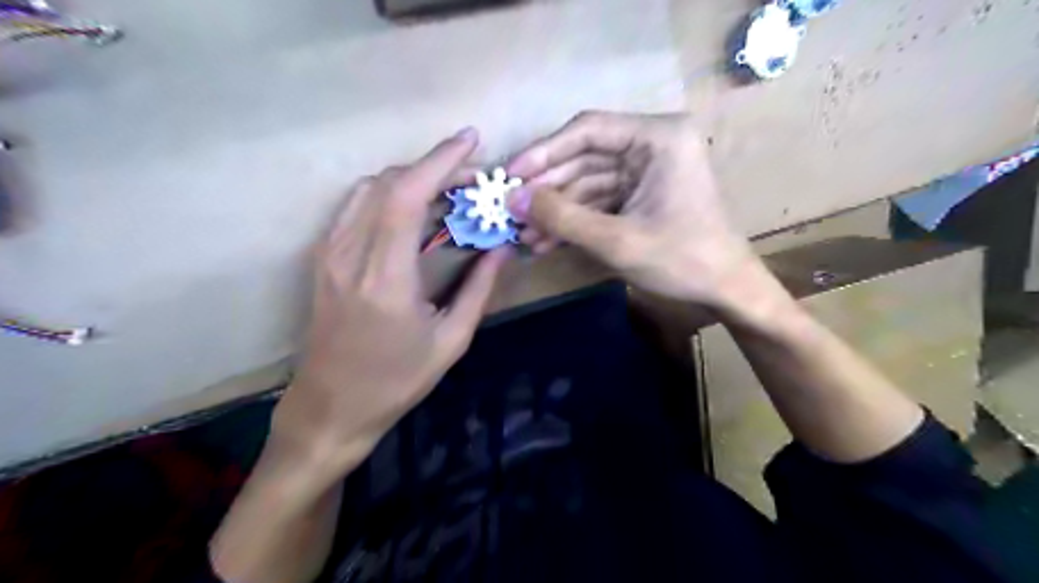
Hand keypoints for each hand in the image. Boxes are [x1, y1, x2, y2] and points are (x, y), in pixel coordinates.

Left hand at [270, 129, 509, 474]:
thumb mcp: (451, 340)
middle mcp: (350, 255)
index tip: (471, 141)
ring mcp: (329, 254)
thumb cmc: (396, 381)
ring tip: (447, 193)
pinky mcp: (322, 259)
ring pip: (369, 189)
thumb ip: (479, 289)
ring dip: (411, 179)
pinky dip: (388, 195)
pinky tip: (413, 211)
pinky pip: (355, 207)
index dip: (440, 160)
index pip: (407, 195)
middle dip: (435, 169)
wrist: (331, 407)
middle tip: (472, 181)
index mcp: (385, 278)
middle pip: (389, 183)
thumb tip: (502, 248)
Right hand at [508, 110, 761, 306]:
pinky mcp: (640, 196)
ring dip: (556, 210)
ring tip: (523, 235)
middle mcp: (651, 145)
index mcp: (658, 138)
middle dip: (547, 189)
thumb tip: (514, 199)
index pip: (588, 130)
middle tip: (510, 210)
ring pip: (587, 182)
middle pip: (584, 157)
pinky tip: (545, 240)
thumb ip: (563, 217)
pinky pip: (598, 201)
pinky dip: (573, 220)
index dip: (544, 152)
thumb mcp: (617, 240)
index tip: (510, 175)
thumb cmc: (682, 260)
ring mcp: (645, 172)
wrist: (725, 290)